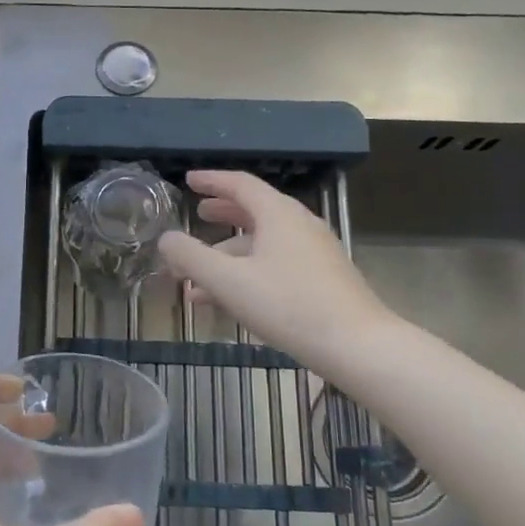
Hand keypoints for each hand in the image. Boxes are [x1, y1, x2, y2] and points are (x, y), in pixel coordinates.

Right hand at [158, 170, 399, 370]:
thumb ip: (191, 257)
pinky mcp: (322, 279)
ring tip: (196, 278)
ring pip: (263, 244)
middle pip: (254, 211)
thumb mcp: (229, 281)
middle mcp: (299, 225)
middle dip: (223, 214)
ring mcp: (314, 253)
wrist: (358, 346)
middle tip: (199, 214)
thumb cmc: (288, 305)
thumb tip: (166, 238)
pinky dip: (248, 272)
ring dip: (228, 255)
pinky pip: (276, 264)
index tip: (189, 180)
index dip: (212, 180)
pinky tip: (228, 301)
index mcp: (278, 214)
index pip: (240, 184)